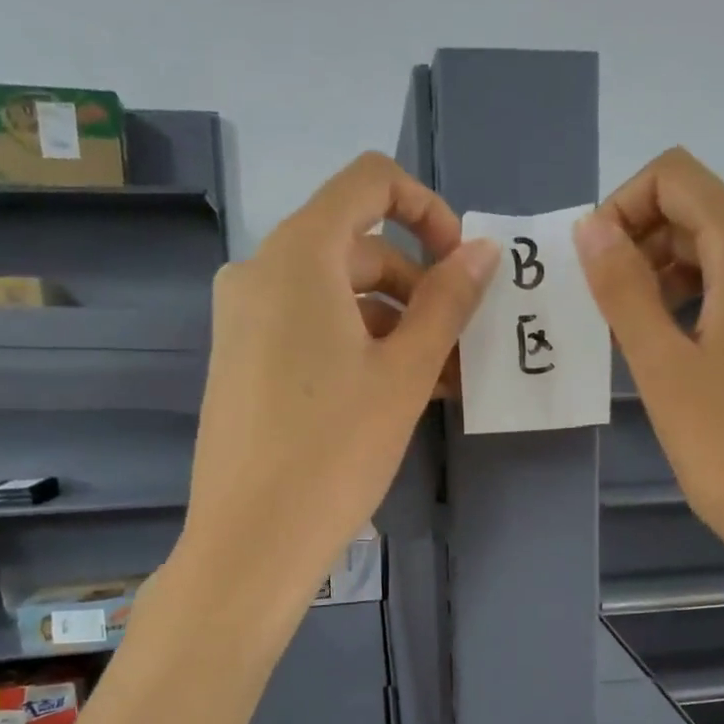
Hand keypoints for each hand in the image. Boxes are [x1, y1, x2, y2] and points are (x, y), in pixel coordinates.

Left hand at [183, 153, 498, 606]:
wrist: (252, 541)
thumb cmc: (335, 449)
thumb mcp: (405, 372)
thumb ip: (447, 301)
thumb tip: (482, 251)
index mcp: (298, 256)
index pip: (369, 181)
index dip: (427, 209)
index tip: (460, 265)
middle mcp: (261, 271)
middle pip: (357, 245)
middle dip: (419, 287)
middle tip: (460, 346)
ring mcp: (244, 317)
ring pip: (337, 294)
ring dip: (395, 324)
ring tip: (440, 382)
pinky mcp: (241, 358)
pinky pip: (310, 328)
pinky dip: (357, 345)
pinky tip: (395, 394)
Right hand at [573, 148, 723, 583]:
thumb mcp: (661, 366)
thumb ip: (623, 288)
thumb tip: (591, 226)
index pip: (678, 178)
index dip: (623, 206)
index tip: (595, 267)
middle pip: (702, 214)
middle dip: (642, 245)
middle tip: (607, 312)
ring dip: (668, 278)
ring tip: (639, 340)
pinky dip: (703, 303)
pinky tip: (683, 357)